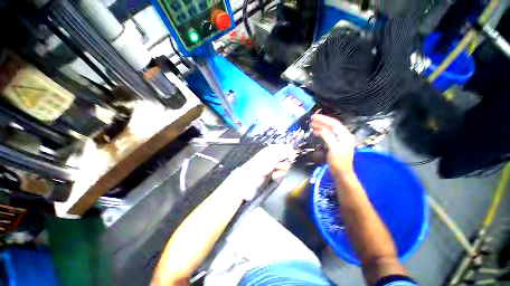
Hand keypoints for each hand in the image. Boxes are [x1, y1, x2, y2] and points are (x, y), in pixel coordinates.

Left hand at [225, 145, 296, 199]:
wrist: (248, 183)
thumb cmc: (257, 168)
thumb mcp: (270, 159)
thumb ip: (282, 153)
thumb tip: (293, 150)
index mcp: (271, 150)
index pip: (285, 147)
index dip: (289, 152)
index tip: (291, 158)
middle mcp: (272, 156)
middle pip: (287, 157)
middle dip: (285, 162)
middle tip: (279, 166)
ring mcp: (273, 165)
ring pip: (285, 165)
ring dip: (282, 170)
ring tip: (275, 172)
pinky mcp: (273, 173)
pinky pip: (281, 173)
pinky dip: (279, 175)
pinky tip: (274, 176)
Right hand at [311, 114, 354, 176]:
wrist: (341, 173)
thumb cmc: (339, 162)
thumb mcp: (334, 149)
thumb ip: (328, 137)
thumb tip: (321, 129)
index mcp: (345, 135)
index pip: (334, 123)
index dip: (324, 119)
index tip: (314, 117)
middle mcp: (343, 135)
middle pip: (332, 125)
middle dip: (321, 122)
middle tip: (311, 120)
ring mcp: (340, 139)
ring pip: (330, 130)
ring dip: (321, 127)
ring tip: (312, 125)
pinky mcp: (335, 143)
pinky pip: (328, 135)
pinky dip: (322, 132)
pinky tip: (316, 132)